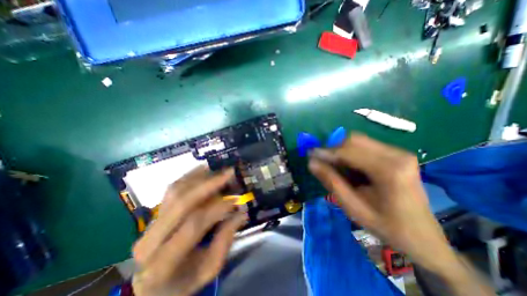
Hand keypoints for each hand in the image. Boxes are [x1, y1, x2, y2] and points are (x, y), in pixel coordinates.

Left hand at [131, 166, 246, 295]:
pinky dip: (190, 176)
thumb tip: (241, 213)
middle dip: (209, 184)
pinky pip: (172, 189)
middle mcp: (151, 239)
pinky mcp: (154, 213)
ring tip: (218, 169)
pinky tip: (204, 170)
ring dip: (200, 176)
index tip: (236, 200)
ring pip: (175, 191)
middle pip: (182, 202)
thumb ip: (225, 240)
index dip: (218, 208)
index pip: (194, 224)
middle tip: (229, 173)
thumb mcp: (209, 269)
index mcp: (164, 263)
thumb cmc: (183, 282)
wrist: (152, 286)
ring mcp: (150, 223)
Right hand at [310, 133, 455, 270]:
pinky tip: (351, 168)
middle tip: (324, 164)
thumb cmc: (386, 226)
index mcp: (389, 170)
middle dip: (334, 149)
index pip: (348, 151)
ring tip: (337, 168)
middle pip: (353, 140)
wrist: (423, 237)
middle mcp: (397, 154)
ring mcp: (399, 152)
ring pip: (358, 140)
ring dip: (342, 151)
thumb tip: (312, 163)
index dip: (326, 152)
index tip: (310, 155)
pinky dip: (351, 153)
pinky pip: (365, 145)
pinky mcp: (397, 154)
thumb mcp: (353, 208)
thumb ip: (331, 182)